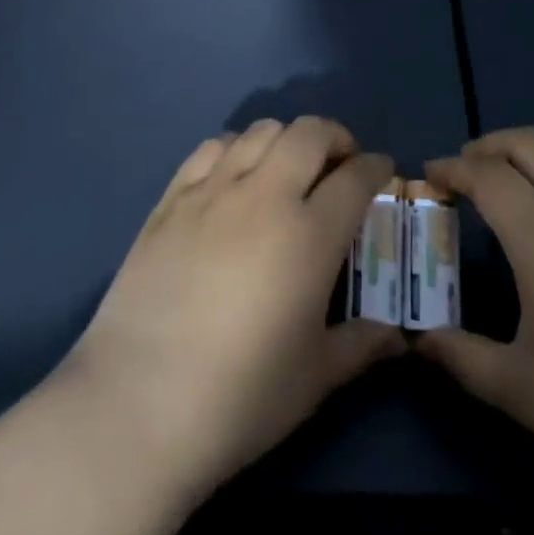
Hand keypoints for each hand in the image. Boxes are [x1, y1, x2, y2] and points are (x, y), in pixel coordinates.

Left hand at [58, 117, 403, 505]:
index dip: (376, 167)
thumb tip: (397, 336)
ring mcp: (212, 191)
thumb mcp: (315, 378)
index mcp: (310, 234)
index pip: (356, 177)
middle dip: (335, 138)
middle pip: (309, 133)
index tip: (382, 172)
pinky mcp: (171, 199)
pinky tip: (235, 176)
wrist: (136, 404)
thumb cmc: (240, 397)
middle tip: (339, 165)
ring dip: (286, 139)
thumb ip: (362, 346)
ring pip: (260, 131)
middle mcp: (264, 196)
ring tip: (288, 169)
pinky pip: (211, 147)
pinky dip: (235, 148)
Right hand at [416, 127, 533, 509]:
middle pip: (528, 142)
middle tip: (464, 170)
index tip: (429, 175)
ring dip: (533, 143)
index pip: (487, 175)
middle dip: (488, 145)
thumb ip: (461, 358)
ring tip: (513, 171)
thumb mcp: (522, 392)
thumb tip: (418, 341)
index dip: (452, 168)